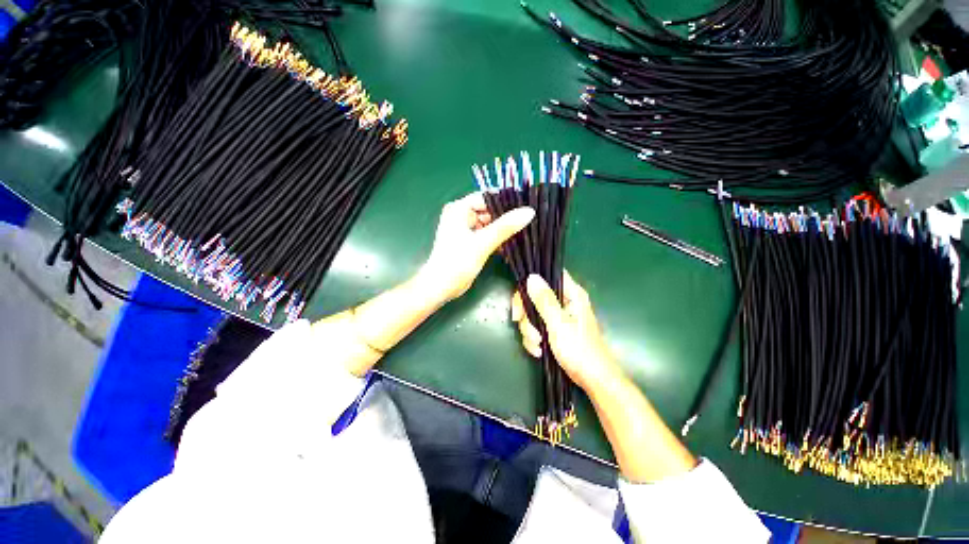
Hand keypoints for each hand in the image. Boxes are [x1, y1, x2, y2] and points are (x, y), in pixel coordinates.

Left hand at [422, 192, 534, 301]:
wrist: (442, 287)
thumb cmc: (457, 262)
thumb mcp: (483, 242)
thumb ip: (505, 227)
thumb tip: (529, 211)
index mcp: (459, 208)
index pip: (487, 197)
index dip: (507, 201)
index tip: (527, 207)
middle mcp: (461, 215)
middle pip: (490, 210)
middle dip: (507, 218)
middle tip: (528, 222)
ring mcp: (466, 229)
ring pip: (490, 224)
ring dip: (504, 230)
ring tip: (524, 234)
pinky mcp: (470, 241)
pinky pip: (488, 234)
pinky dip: (498, 239)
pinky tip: (511, 245)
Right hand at [512, 272, 623, 392]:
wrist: (593, 380)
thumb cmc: (580, 351)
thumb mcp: (559, 324)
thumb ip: (544, 301)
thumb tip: (531, 277)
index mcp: (572, 294)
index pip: (547, 275)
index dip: (531, 283)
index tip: (520, 300)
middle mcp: (565, 301)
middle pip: (535, 296)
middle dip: (527, 315)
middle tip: (524, 327)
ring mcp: (558, 316)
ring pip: (532, 313)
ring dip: (530, 331)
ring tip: (538, 345)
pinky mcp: (554, 329)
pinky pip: (536, 327)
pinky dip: (533, 339)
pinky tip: (538, 351)